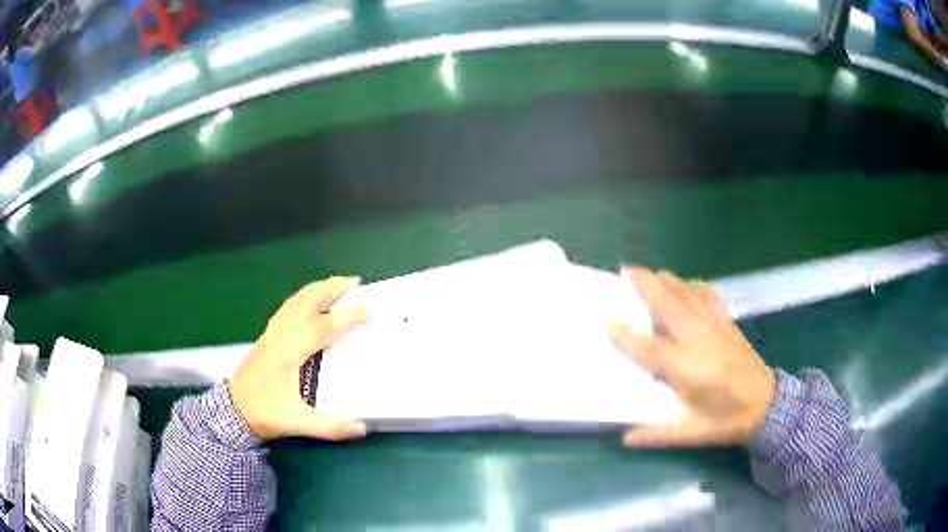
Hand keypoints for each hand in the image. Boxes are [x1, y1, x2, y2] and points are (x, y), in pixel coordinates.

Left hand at [228, 277, 368, 440]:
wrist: (233, 410)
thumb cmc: (265, 413)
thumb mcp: (298, 423)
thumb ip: (331, 427)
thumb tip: (362, 428)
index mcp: (288, 353)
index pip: (320, 327)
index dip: (345, 316)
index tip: (367, 307)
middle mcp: (280, 335)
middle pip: (306, 302)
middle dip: (330, 288)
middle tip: (355, 281)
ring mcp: (271, 332)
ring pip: (295, 301)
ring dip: (317, 289)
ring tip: (337, 284)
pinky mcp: (267, 335)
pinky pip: (288, 307)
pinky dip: (304, 297)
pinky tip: (310, 301)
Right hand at [606, 268, 775, 447]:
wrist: (766, 404)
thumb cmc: (726, 420)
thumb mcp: (691, 435)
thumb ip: (657, 436)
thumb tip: (625, 438)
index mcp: (686, 370)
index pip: (648, 349)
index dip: (625, 336)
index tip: (607, 322)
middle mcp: (697, 341)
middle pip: (667, 304)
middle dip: (644, 284)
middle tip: (624, 272)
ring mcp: (714, 327)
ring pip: (686, 294)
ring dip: (666, 280)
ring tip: (649, 274)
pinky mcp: (727, 323)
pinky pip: (707, 296)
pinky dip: (693, 287)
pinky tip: (686, 285)